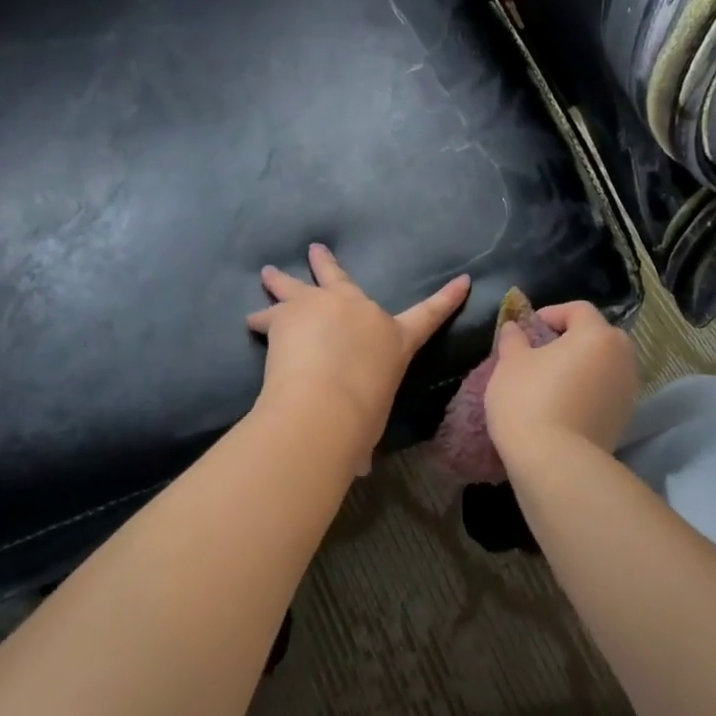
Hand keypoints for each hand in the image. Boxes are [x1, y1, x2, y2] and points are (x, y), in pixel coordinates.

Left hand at [247, 244, 469, 464]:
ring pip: (299, 285)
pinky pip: (271, 313)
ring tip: (268, 272)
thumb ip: (363, 436)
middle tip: (316, 249)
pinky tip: (251, 322)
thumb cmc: (361, 417)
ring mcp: (324, 304)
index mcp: (394, 338)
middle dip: (327, 264)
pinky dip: (261, 319)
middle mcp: (361, 311)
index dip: (449, 298)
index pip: (430, 315)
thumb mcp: (370, 422)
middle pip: (343, 279)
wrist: (326, 403)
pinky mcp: (291, 312)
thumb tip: (359, 466)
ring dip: (282, 280)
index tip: (464, 280)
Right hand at [484, 301, 638, 462]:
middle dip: (571, 338)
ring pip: (603, 365)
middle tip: (541, 351)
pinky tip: (561, 405)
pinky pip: (604, 392)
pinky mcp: (624, 419)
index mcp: (597, 335)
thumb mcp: (510, 363)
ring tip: (550, 380)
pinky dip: (587, 390)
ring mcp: (628, 391)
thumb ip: (514, 339)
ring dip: (581, 366)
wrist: (555, 464)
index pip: (578, 309)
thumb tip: (516, 327)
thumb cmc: (530, 400)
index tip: (529, 328)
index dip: (552, 313)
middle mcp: (622, 358)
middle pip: (598, 336)